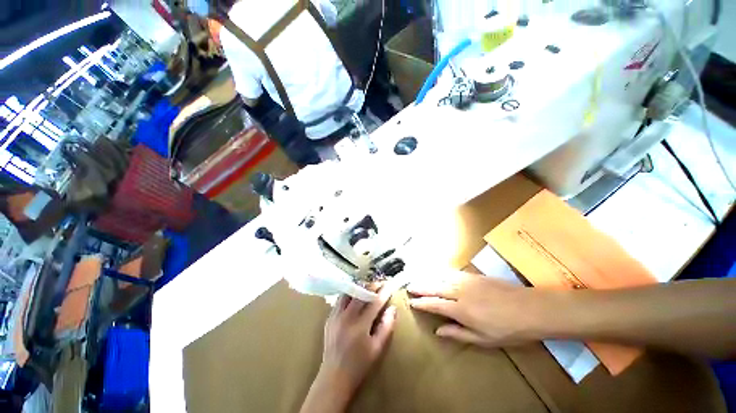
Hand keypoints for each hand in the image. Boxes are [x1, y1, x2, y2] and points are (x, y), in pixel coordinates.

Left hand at [303, 291, 396, 412]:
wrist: (334, 376)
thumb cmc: (359, 365)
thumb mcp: (377, 348)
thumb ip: (386, 326)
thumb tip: (393, 308)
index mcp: (360, 325)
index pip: (374, 302)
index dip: (384, 292)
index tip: (390, 285)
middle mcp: (346, 316)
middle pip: (360, 293)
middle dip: (371, 286)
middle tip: (379, 285)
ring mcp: (335, 315)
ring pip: (348, 293)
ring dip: (359, 288)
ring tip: (367, 289)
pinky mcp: (329, 317)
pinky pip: (340, 300)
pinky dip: (349, 295)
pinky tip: (354, 298)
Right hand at [408, 271, 552, 346]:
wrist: (530, 309)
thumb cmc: (508, 330)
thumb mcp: (484, 339)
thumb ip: (458, 333)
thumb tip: (438, 331)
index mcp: (461, 310)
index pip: (435, 304)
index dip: (422, 303)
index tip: (412, 302)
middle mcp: (459, 292)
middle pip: (435, 288)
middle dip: (421, 287)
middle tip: (409, 287)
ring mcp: (467, 282)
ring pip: (442, 278)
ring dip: (429, 279)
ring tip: (419, 279)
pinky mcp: (474, 276)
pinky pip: (453, 273)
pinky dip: (442, 273)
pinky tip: (438, 273)